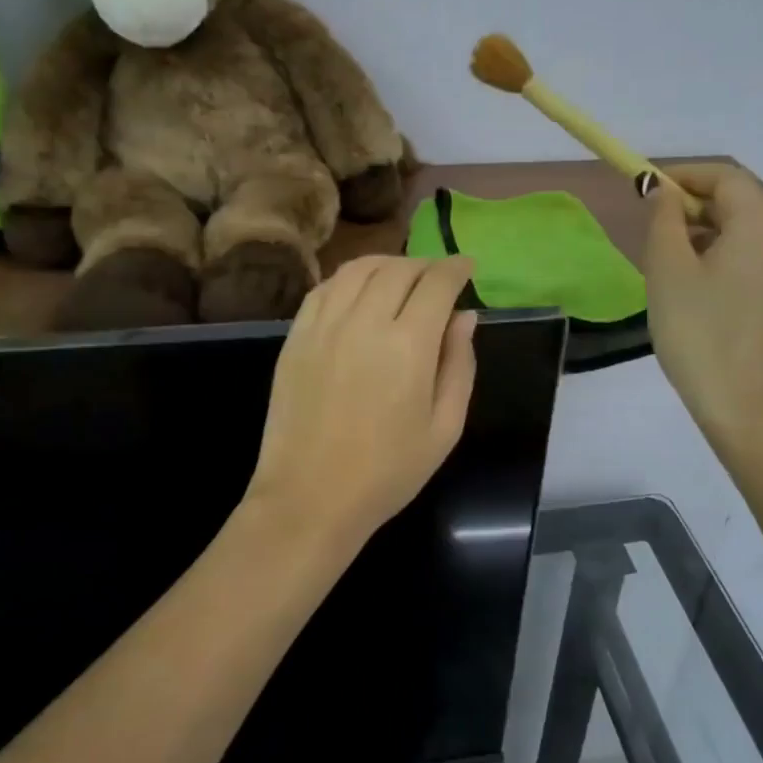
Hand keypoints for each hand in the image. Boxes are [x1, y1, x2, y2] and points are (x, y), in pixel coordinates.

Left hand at [244, 256, 477, 559]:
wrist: (309, 498)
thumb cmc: (387, 471)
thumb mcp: (445, 428)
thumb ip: (459, 365)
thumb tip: (465, 316)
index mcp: (408, 345)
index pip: (436, 283)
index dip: (456, 268)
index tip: (467, 266)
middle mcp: (364, 322)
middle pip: (398, 269)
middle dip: (425, 265)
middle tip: (438, 277)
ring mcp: (323, 326)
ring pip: (358, 269)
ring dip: (387, 264)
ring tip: (401, 276)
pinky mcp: (295, 337)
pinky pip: (324, 288)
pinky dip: (349, 278)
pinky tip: (359, 291)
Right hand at [643, 164, 762, 446]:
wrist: (745, 406)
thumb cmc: (699, 332)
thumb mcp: (667, 270)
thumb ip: (663, 219)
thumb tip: (663, 192)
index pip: (723, 177)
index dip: (682, 176)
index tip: (646, 188)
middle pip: (740, 202)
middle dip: (694, 206)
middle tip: (653, 230)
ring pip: (749, 232)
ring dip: (710, 233)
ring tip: (672, 262)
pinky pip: (761, 259)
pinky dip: (729, 257)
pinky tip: (702, 287)